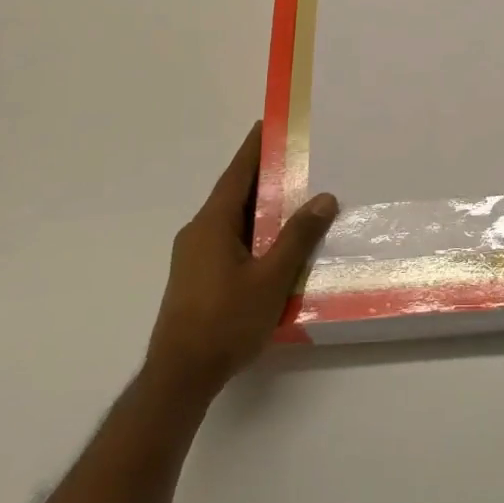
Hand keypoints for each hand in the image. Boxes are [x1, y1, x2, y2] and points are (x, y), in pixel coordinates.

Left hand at [147, 123, 337, 397]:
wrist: (179, 378)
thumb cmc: (225, 321)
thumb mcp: (271, 278)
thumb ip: (298, 236)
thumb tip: (324, 198)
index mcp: (212, 223)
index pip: (237, 173)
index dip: (255, 147)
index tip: (271, 124)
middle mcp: (199, 232)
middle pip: (235, 193)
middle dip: (265, 176)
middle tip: (299, 160)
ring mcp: (194, 256)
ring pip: (233, 219)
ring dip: (261, 207)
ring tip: (295, 198)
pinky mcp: (197, 278)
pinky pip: (229, 240)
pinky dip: (253, 231)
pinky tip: (276, 244)